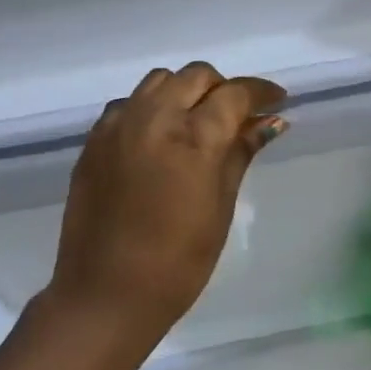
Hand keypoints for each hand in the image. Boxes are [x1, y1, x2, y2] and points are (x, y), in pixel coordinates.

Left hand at [46, 62, 286, 348]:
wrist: (106, 293)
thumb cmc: (178, 262)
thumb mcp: (220, 207)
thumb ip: (241, 154)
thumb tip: (270, 121)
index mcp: (194, 138)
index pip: (234, 94)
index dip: (260, 92)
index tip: (276, 100)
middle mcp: (154, 118)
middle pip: (195, 76)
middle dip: (222, 88)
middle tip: (236, 116)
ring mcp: (118, 125)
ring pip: (158, 81)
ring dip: (184, 91)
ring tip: (195, 122)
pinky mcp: (94, 140)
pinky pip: (128, 103)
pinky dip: (150, 107)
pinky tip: (157, 138)